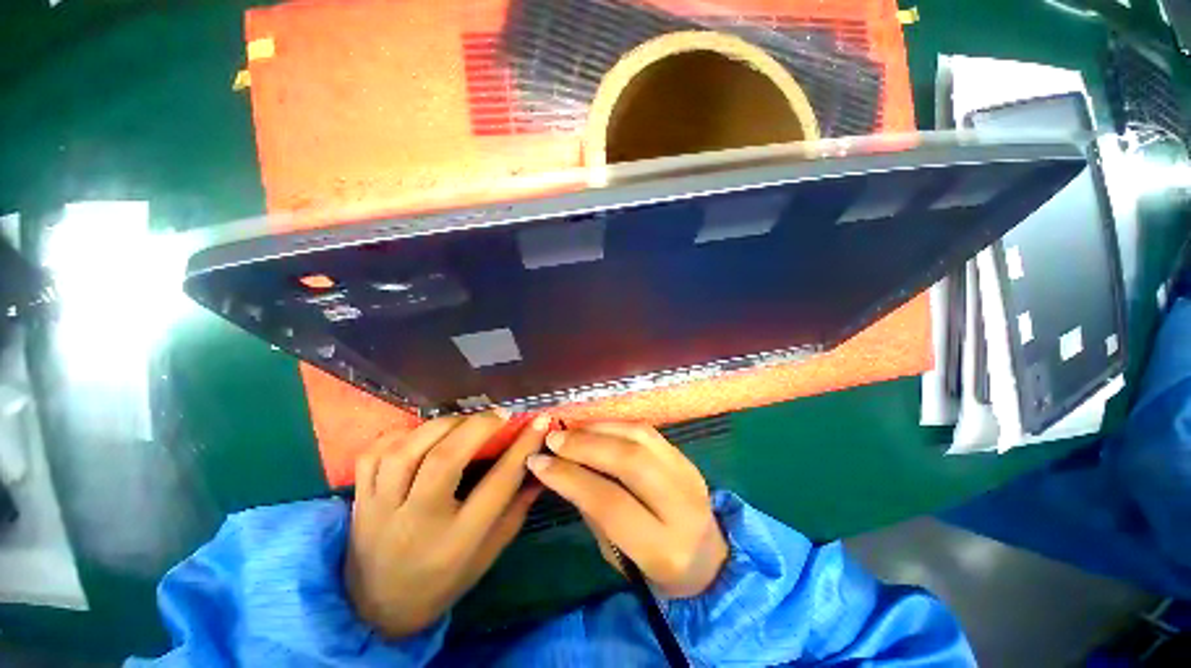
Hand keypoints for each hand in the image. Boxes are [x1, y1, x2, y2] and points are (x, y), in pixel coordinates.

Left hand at [345, 411, 549, 638]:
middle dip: (479, 427)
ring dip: (443, 425)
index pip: (498, 484)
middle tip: (501, 414)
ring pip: (407, 451)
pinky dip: (401, 435)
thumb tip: (539, 468)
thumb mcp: (487, 556)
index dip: (523, 447)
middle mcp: (417, 522)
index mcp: (456, 541)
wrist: (375, 610)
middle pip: (445, 460)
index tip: (540, 422)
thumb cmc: (441, 582)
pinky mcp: (360, 499)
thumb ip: (515, 511)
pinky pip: (375, 454)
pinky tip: (423, 434)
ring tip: (465, 421)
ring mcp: (381, 509)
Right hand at [526, 423, 727, 597]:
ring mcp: (689, 474)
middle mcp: (681, 506)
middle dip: (585, 445)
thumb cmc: (655, 568)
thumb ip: (593, 511)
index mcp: (663, 548)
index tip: (539, 462)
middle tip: (553, 439)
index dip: (570, 478)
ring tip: (570, 430)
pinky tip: (594, 427)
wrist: (709, 559)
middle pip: (630, 461)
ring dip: (599, 429)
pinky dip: (615, 424)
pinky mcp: (686, 457)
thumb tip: (563, 468)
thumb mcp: (618, 555)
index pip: (610, 503)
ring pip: (640, 438)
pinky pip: (647, 431)